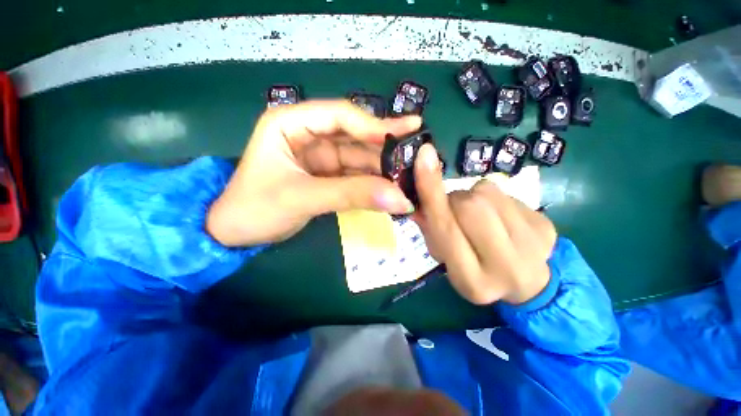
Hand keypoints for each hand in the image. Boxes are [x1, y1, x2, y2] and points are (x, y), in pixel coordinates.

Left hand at [207, 100, 420, 246]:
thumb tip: (400, 199)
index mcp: (291, 123)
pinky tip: (390, 187)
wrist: (235, 234)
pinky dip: (372, 183)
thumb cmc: (256, 209)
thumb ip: (352, 195)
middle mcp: (308, 134)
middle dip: (384, 148)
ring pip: (358, 158)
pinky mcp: (326, 176)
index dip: (374, 125)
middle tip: (416, 155)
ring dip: (381, 168)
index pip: (340, 116)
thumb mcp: (303, 198)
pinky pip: (354, 175)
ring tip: (409, 176)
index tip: (406, 133)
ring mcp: (319, 157)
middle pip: (354, 136)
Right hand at [413, 144, 556, 304]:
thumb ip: (430, 228)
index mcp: (471, 280)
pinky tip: (499, 217)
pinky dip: (492, 198)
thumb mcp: (445, 258)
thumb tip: (418, 196)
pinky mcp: (547, 227)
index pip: (446, 229)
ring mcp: (533, 246)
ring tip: (479, 215)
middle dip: (455, 200)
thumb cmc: (475, 270)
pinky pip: (506, 192)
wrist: (528, 284)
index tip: (424, 155)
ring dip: (473, 197)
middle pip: (469, 206)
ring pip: (487, 193)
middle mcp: (504, 266)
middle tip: (454, 210)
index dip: (431, 193)